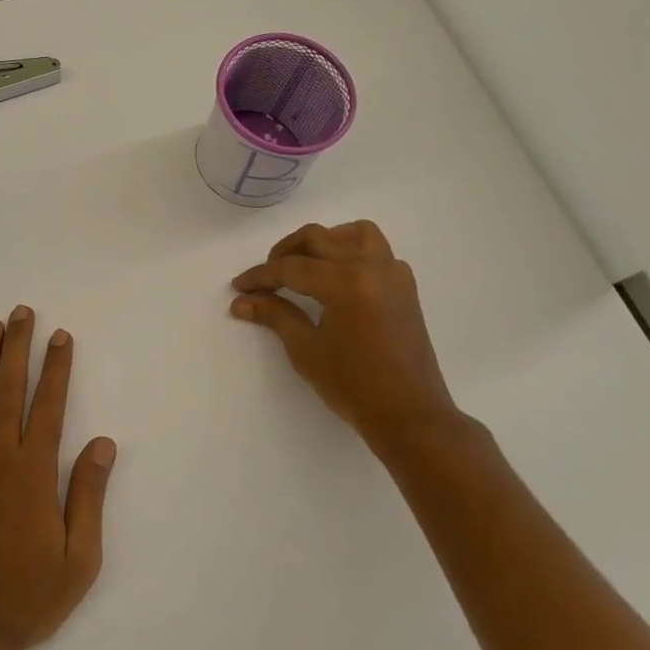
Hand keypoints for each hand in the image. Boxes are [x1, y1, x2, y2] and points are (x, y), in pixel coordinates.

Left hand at [0, 307, 117, 649]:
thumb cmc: (26, 598)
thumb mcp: (79, 557)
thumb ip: (88, 494)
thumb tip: (102, 443)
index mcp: (35, 471)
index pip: (50, 404)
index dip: (57, 367)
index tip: (60, 336)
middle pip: (9, 388)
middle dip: (18, 347)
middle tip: (21, 312)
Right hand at [230, 221, 478, 464]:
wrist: (410, 416)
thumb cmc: (354, 387)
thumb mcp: (306, 350)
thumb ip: (275, 315)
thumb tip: (241, 301)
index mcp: (347, 282)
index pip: (293, 268)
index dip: (261, 276)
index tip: (239, 287)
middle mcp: (372, 267)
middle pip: (320, 239)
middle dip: (285, 252)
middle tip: (266, 276)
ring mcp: (393, 274)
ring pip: (354, 233)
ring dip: (324, 241)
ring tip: (304, 264)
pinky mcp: (404, 286)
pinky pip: (376, 250)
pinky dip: (352, 251)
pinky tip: (336, 277)